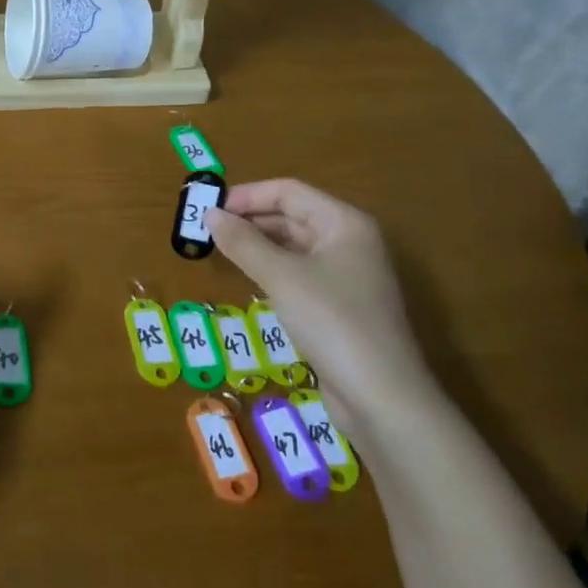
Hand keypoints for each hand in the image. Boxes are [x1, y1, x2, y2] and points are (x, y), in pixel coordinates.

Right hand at [205, 180, 441, 433]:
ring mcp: (347, 276)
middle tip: (207, 231)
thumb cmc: (332, 322)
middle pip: (292, 216)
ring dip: (258, 246)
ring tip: (220, 252)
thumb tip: (209, 214)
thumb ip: (243, 242)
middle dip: (250, 220)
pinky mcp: (339, 306)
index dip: (247, 196)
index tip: (208, 209)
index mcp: (344, 223)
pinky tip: (249, 280)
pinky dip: (271, 271)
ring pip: (294, 247)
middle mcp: (349, 242)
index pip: (289, 191)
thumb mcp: (281, 277)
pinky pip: (299, 274)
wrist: (381, 396)